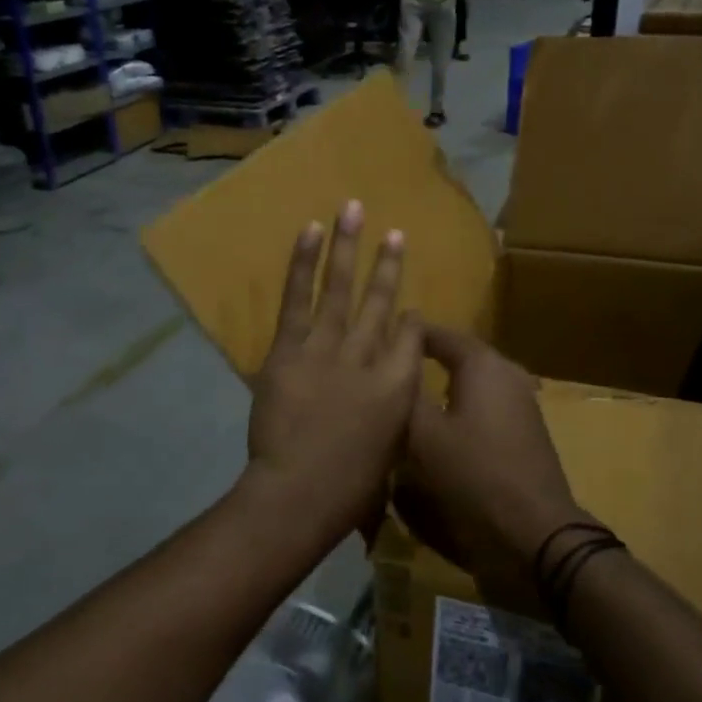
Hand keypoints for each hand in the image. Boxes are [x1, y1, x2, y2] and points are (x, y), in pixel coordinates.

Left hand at [246, 200, 422, 544]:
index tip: (410, 310)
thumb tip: (388, 407)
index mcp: (399, 386)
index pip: (412, 339)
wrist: (300, 492)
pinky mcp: (289, 348)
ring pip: (340, 289)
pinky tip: (311, 231)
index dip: (412, 320)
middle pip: (381, 303)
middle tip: (396, 232)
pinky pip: (297, 298)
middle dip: (389, 266)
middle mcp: (369, 357)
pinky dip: (303, 263)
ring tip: (353, 209)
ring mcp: (328, 348)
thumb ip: (392, 422)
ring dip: (348, 246)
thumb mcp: (389, 456)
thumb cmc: (350, 489)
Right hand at [398, 326, 594, 576]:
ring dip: (440, 389)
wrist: (534, 534)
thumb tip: (387, 371)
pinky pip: (482, 410)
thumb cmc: (474, 475)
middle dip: (425, 361)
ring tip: (406, 400)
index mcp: (483, 365)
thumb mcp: (423, 436)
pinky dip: (457, 412)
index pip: (440, 335)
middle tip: (388, 371)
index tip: (377, 339)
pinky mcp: (523, 435)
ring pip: (471, 386)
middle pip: (457, 358)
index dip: (408, 335)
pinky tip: (436, 432)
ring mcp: (520, 406)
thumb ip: (403, 398)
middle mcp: (506, 376)